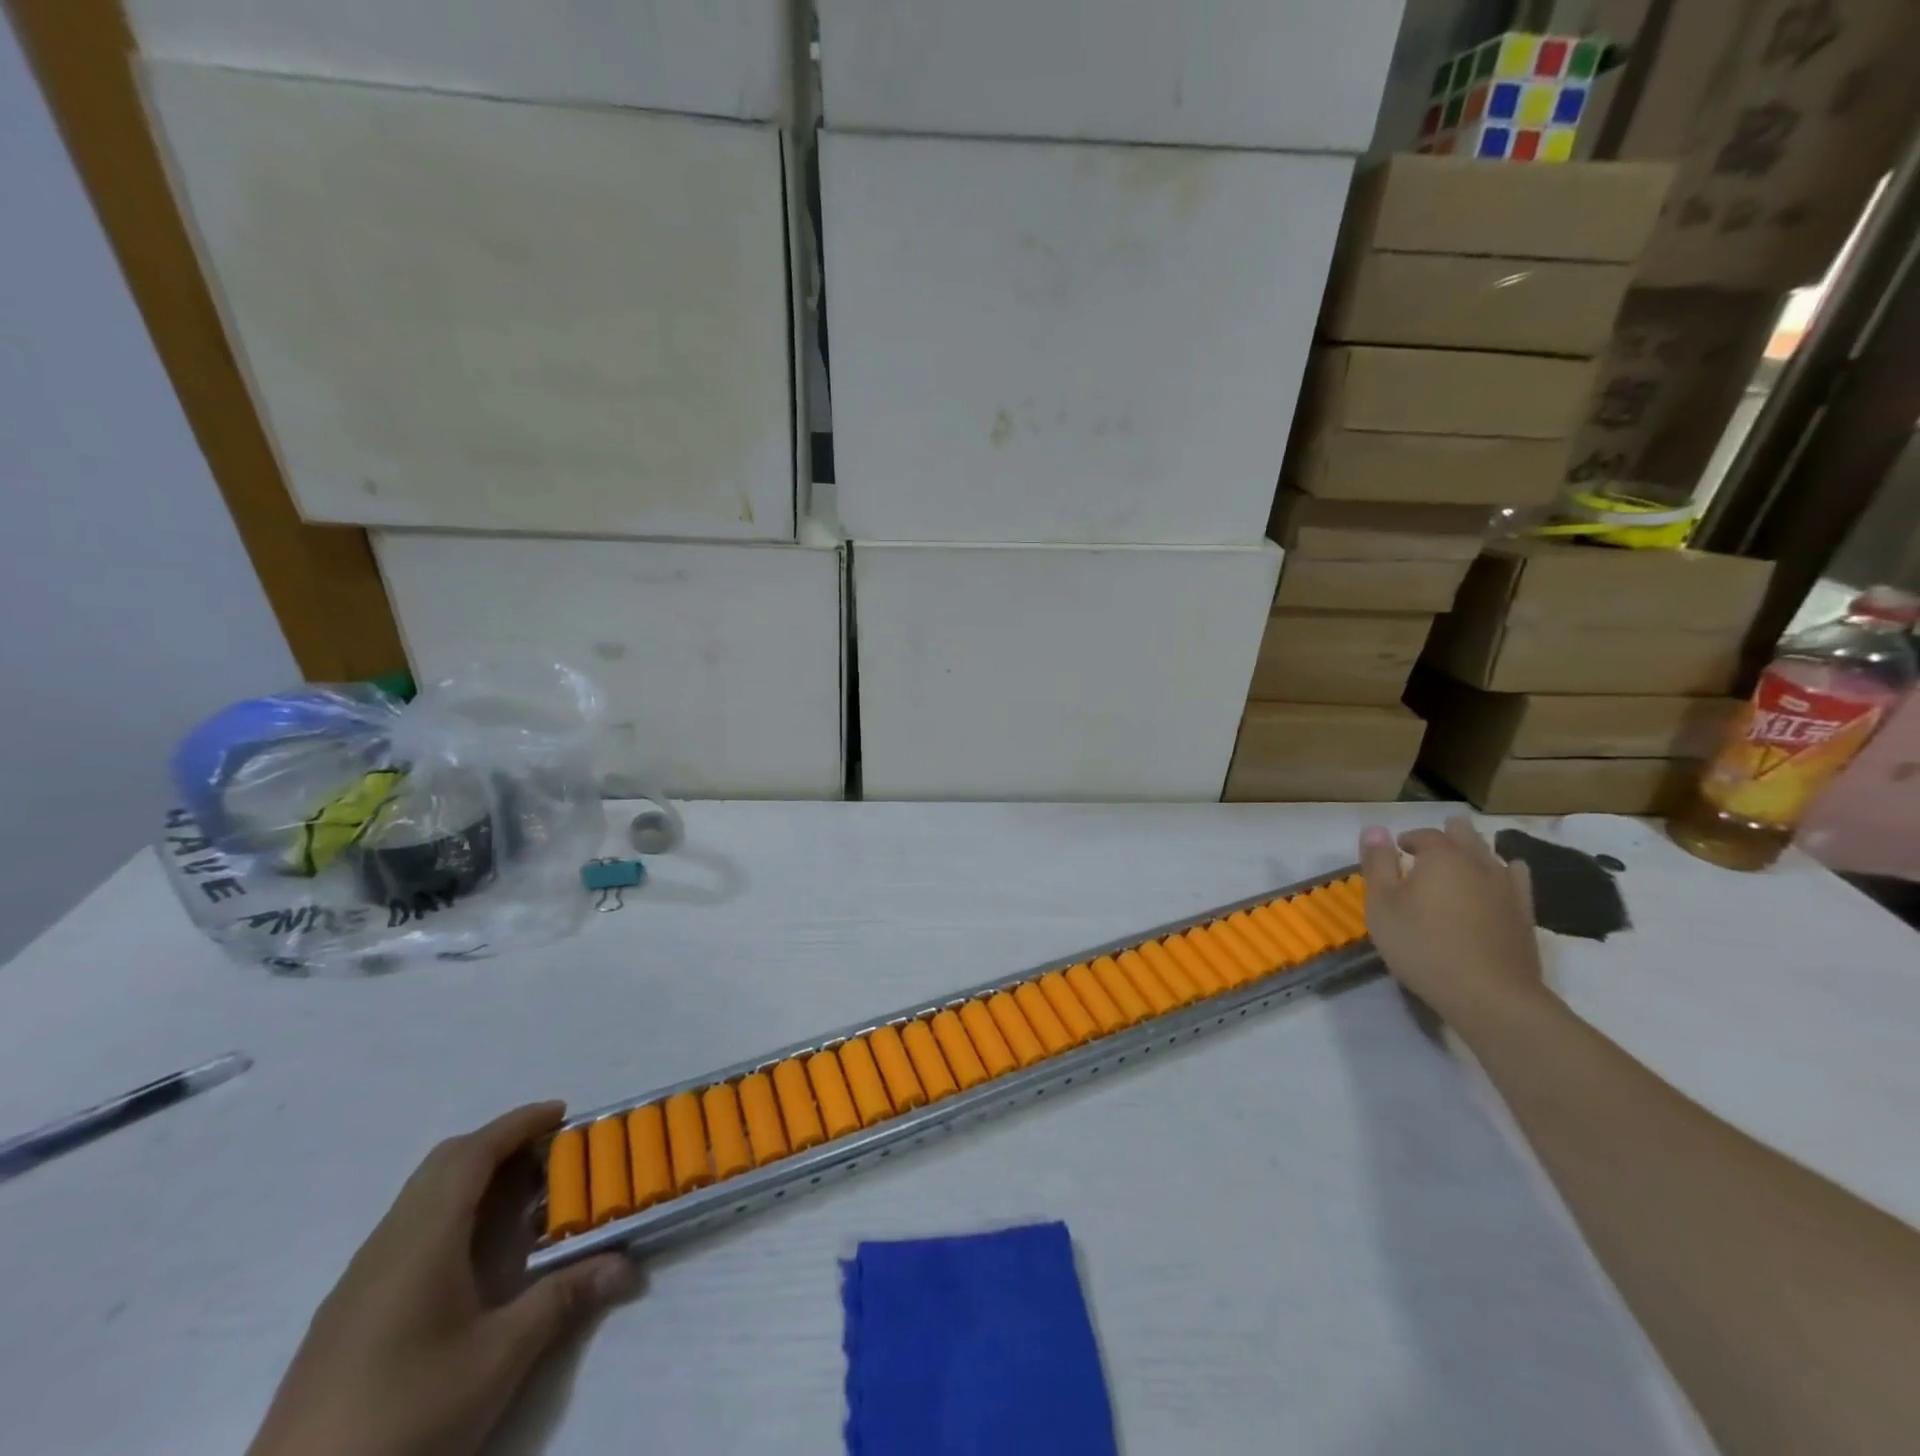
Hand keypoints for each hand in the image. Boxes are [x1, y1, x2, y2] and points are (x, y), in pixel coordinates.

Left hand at [248, 1102, 637, 1455]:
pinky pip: (405, 1231)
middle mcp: (385, 1245)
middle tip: (549, 1152)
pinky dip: (450, 1213)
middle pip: (443, 1165)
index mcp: (421, 1240)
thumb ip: (562, 1299)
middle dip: (498, 1144)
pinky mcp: (345, 1316)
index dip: (518, 1124)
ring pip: (420, 1198)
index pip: (472, 1154)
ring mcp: (358, 1282)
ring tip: (521, 1197)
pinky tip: (471, 1256)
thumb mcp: (498, 1358)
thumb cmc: (404, 1416)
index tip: (563, 1112)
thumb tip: (624, 1265)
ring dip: (472, 1179)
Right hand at [1359, 816, 1546, 1038]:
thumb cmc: (1423, 945)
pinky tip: (1505, 875)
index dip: (1408, 839)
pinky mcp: (1524, 913)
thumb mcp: (1382, 905)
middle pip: (1464, 836)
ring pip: (1492, 854)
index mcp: (1441, 857)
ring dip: (1476, 849)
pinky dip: (1507, 871)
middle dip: (1447, 833)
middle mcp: (1477, 863)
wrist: (1489, 994)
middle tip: (1432, 843)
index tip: (1396, 850)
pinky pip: (1518, 879)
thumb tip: (1375, 828)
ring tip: (1464, 855)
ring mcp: (1507, 888)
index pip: (1424, 835)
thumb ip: (1378, 864)